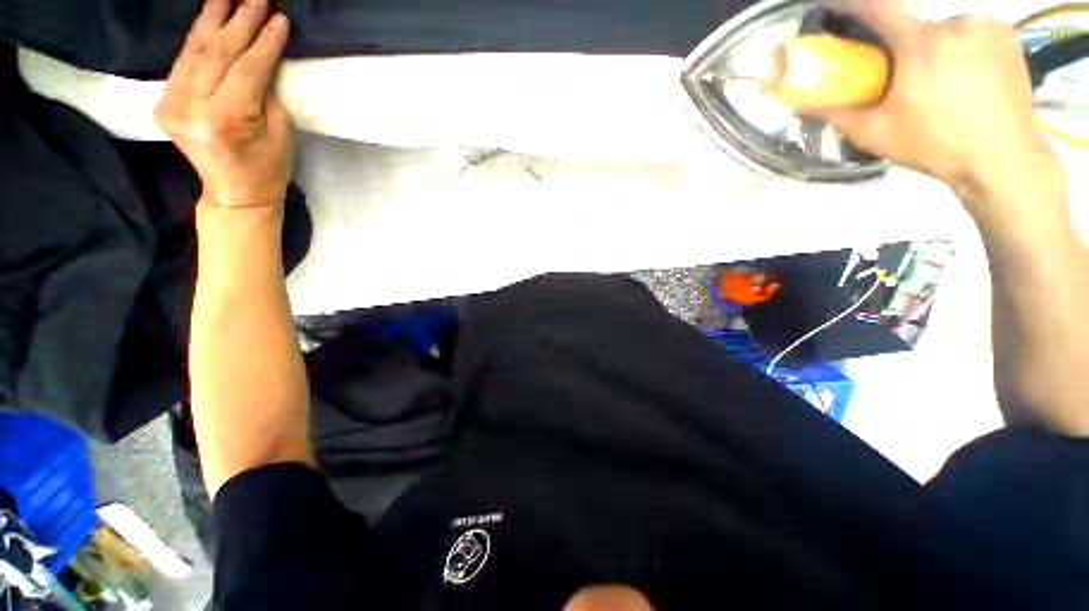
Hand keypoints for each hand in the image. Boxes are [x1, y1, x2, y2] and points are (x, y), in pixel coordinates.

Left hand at [155, 0, 292, 209]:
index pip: (246, 67)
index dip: (265, 41)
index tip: (280, 18)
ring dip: (214, 20)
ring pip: (194, 50)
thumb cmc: (268, 167)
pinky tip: (210, 20)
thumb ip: (265, 91)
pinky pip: (183, 62)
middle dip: (239, 21)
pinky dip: (198, 39)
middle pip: (217, 52)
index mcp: (226, 118)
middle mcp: (192, 106)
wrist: (235, 192)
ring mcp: (172, 103)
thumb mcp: (279, 131)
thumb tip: (261, 56)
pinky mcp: (165, 101)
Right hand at [813, 1, 1059, 202]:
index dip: (853, 3)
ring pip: (947, 28)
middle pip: (917, 24)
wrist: (1002, 160)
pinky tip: (967, 74)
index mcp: (921, 43)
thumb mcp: (875, 134)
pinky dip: (963, 46)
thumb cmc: (935, 146)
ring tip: (941, 80)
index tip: (836, 6)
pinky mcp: (1008, 36)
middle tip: (907, 74)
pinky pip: (974, 31)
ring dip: (937, 46)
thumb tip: (801, 104)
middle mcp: (956, 23)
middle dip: (906, 44)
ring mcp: (986, 26)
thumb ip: (837, 114)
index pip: (879, 7)